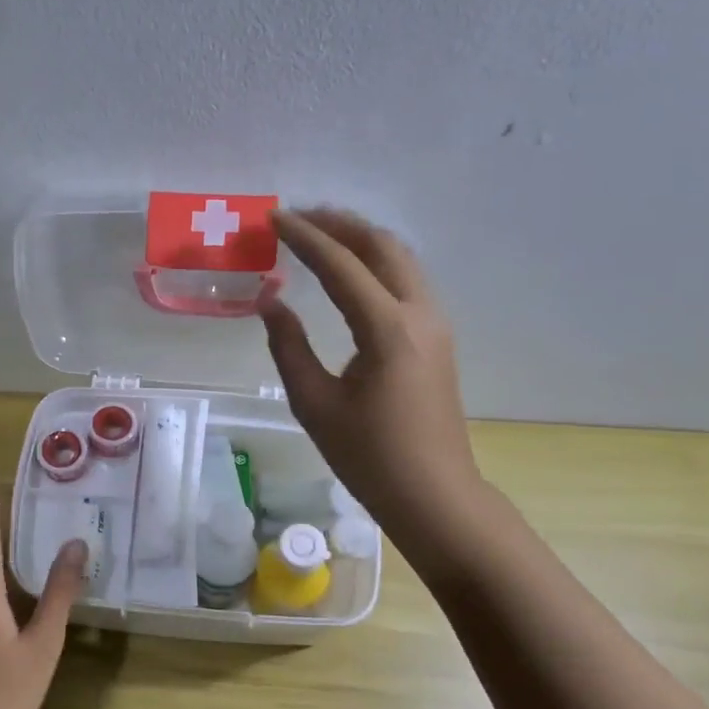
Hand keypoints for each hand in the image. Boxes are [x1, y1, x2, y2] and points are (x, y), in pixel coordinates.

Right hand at [260, 207, 486, 566]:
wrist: (433, 493)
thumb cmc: (368, 456)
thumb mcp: (314, 403)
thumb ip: (288, 346)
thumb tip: (271, 301)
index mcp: (387, 329)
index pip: (341, 265)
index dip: (305, 237)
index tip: (274, 218)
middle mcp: (419, 314)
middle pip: (382, 246)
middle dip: (339, 223)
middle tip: (298, 216)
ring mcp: (435, 323)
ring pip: (400, 259)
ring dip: (360, 239)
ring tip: (320, 233)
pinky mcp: (437, 337)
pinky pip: (406, 280)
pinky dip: (375, 262)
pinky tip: (349, 271)